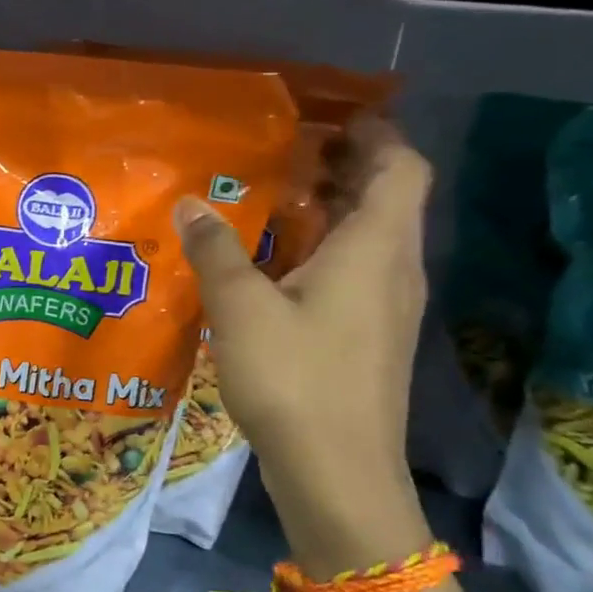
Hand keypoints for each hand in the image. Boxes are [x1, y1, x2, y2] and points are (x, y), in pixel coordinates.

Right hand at [173, 119, 433, 570]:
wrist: (338, 475)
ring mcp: (385, 309)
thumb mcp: (240, 308)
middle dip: (346, 166)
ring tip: (272, 198)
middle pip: (387, 199)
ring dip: (331, 209)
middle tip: (286, 150)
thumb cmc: (295, 379)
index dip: (376, 134)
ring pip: (369, 238)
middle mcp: (393, 270)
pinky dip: (323, 250)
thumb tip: (191, 203)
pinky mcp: (368, 339)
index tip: (331, 116)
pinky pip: (354, 272)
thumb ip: (215, 251)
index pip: (401, 168)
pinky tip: (273, 265)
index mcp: (374, 249)